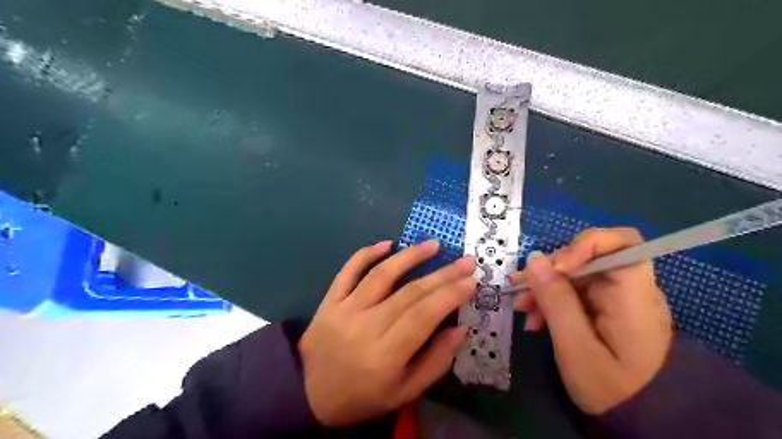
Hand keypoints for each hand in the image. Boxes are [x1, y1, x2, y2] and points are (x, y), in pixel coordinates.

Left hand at [296, 239, 472, 424]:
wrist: (306, 393)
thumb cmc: (361, 397)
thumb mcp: (403, 393)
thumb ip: (434, 362)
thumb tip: (460, 330)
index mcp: (386, 355)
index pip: (425, 315)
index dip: (450, 295)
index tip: (471, 280)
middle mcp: (366, 326)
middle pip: (410, 292)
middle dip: (442, 274)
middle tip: (465, 261)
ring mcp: (345, 309)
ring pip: (382, 275)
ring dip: (410, 256)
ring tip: (434, 245)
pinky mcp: (330, 300)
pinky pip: (348, 271)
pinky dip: (366, 254)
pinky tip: (387, 243)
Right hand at [515, 228, 671, 416]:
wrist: (640, 421)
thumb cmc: (612, 389)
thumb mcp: (575, 346)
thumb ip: (556, 300)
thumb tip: (535, 259)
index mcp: (634, 295)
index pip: (621, 242)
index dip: (584, 244)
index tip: (554, 268)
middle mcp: (630, 289)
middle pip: (588, 258)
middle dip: (550, 271)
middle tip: (520, 291)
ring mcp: (617, 299)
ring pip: (576, 275)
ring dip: (545, 287)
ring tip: (522, 309)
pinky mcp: (606, 309)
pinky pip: (575, 292)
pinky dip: (553, 301)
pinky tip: (535, 318)